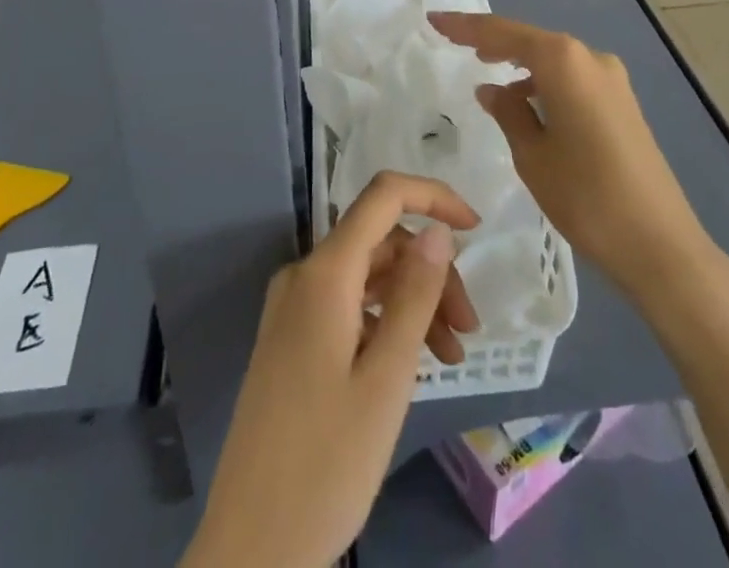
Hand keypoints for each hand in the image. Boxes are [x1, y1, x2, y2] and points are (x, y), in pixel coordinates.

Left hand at [182, 172, 480, 567]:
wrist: (251, 548)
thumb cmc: (327, 462)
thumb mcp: (387, 378)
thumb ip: (415, 295)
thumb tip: (438, 230)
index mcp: (324, 273)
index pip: (383, 196)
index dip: (433, 197)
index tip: (477, 228)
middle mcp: (303, 276)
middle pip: (380, 243)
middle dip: (431, 272)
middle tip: (469, 329)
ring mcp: (292, 308)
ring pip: (367, 278)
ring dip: (413, 302)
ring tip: (451, 357)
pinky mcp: (290, 340)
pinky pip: (348, 307)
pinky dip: (385, 323)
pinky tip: (412, 363)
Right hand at [429, 11, 717, 301]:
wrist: (661, 246)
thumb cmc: (586, 197)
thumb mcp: (532, 155)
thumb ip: (508, 112)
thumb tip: (492, 89)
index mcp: (565, 62)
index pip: (503, 33)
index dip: (465, 26)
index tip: (434, 20)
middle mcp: (591, 58)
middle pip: (531, 40)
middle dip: (493, 41)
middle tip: (454, 41)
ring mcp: (612, 80)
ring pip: (553, 60)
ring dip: (520, 65)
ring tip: (487, 76)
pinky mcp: (623, 103)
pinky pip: (572, 79)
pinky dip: (545, 84)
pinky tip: (527, 104)